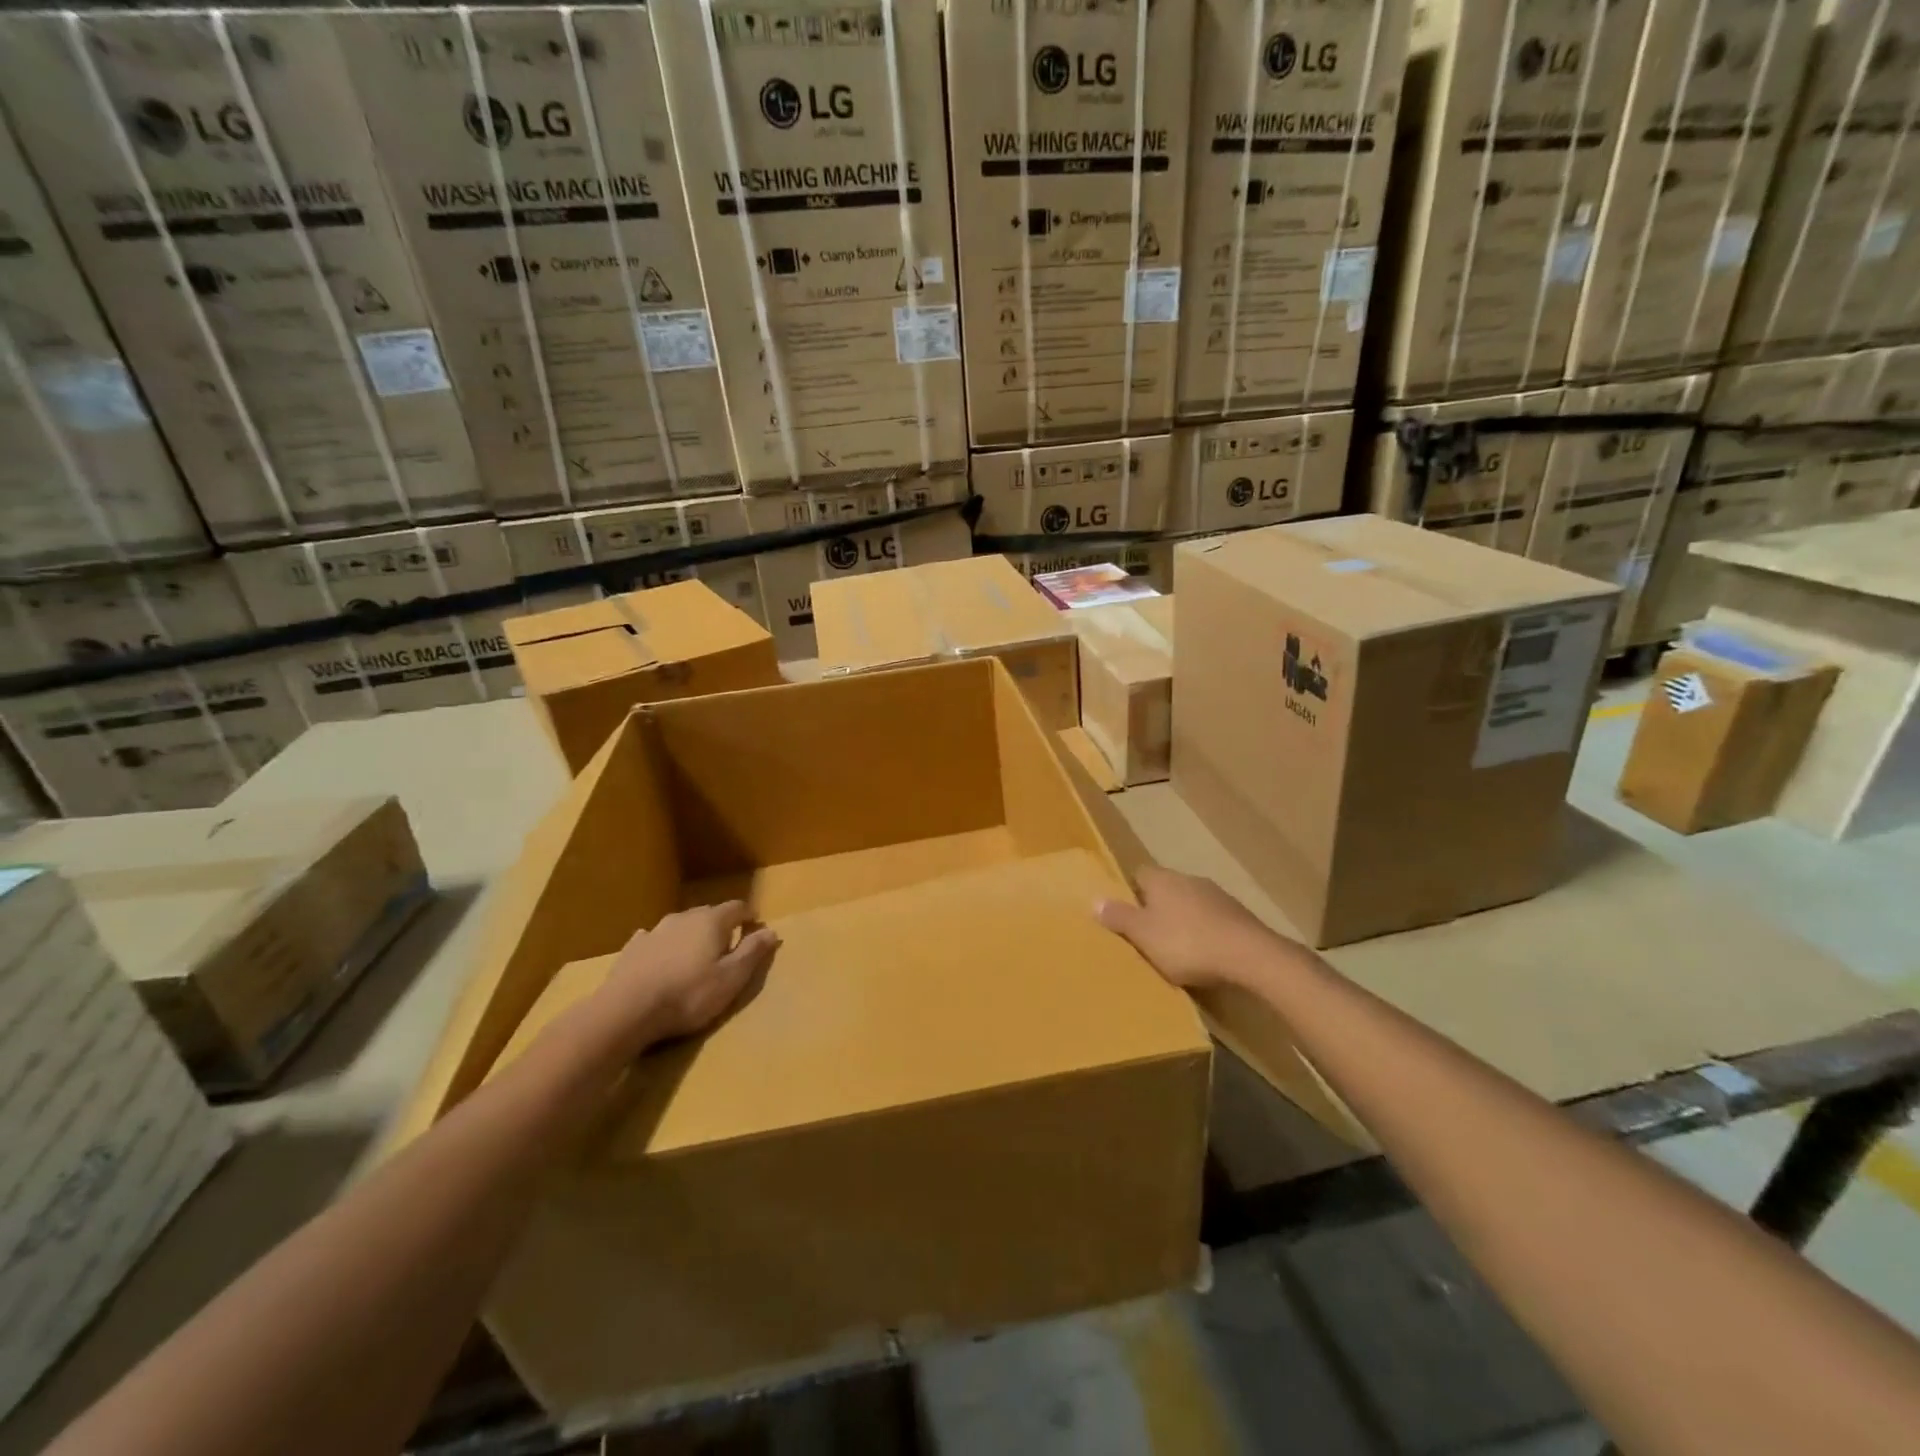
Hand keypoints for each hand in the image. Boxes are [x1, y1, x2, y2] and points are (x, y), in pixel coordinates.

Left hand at [595, 901, 779, 1051]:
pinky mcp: (633, 948)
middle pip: (709, 913)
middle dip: (721, 924)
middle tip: (728, 942)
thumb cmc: (688, 995)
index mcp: (712, 922)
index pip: (737, 908)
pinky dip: (664, 944)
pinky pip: (654, 938)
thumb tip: (771, 931)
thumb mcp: (731, 978)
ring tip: (695, 952)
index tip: (755, 926)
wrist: (627, 1010)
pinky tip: (661, 956)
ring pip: (681, 924)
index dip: (749, 916)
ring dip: (691, 933)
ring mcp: (655, 930)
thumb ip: (752, 952)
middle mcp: (684, 917)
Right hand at [1095, 867, 1288, 991]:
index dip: (1130, 891)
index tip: (1125, 913)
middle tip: (1147, 933)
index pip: (1138, 874)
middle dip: (1156, 906)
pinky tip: (1204, 953)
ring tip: (1176, 947)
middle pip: (1165, 887)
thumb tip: (1095, 900)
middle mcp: (1188, 879)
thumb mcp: (1143, 935)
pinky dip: (1205, 930)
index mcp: (1161, 879)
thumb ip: (1119, 917)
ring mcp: (1216, 895)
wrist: (1248, 955)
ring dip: (1182, 918)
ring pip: (1189, 902)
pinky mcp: (1238, 914)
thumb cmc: (1186, 943)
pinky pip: (1212, 918)